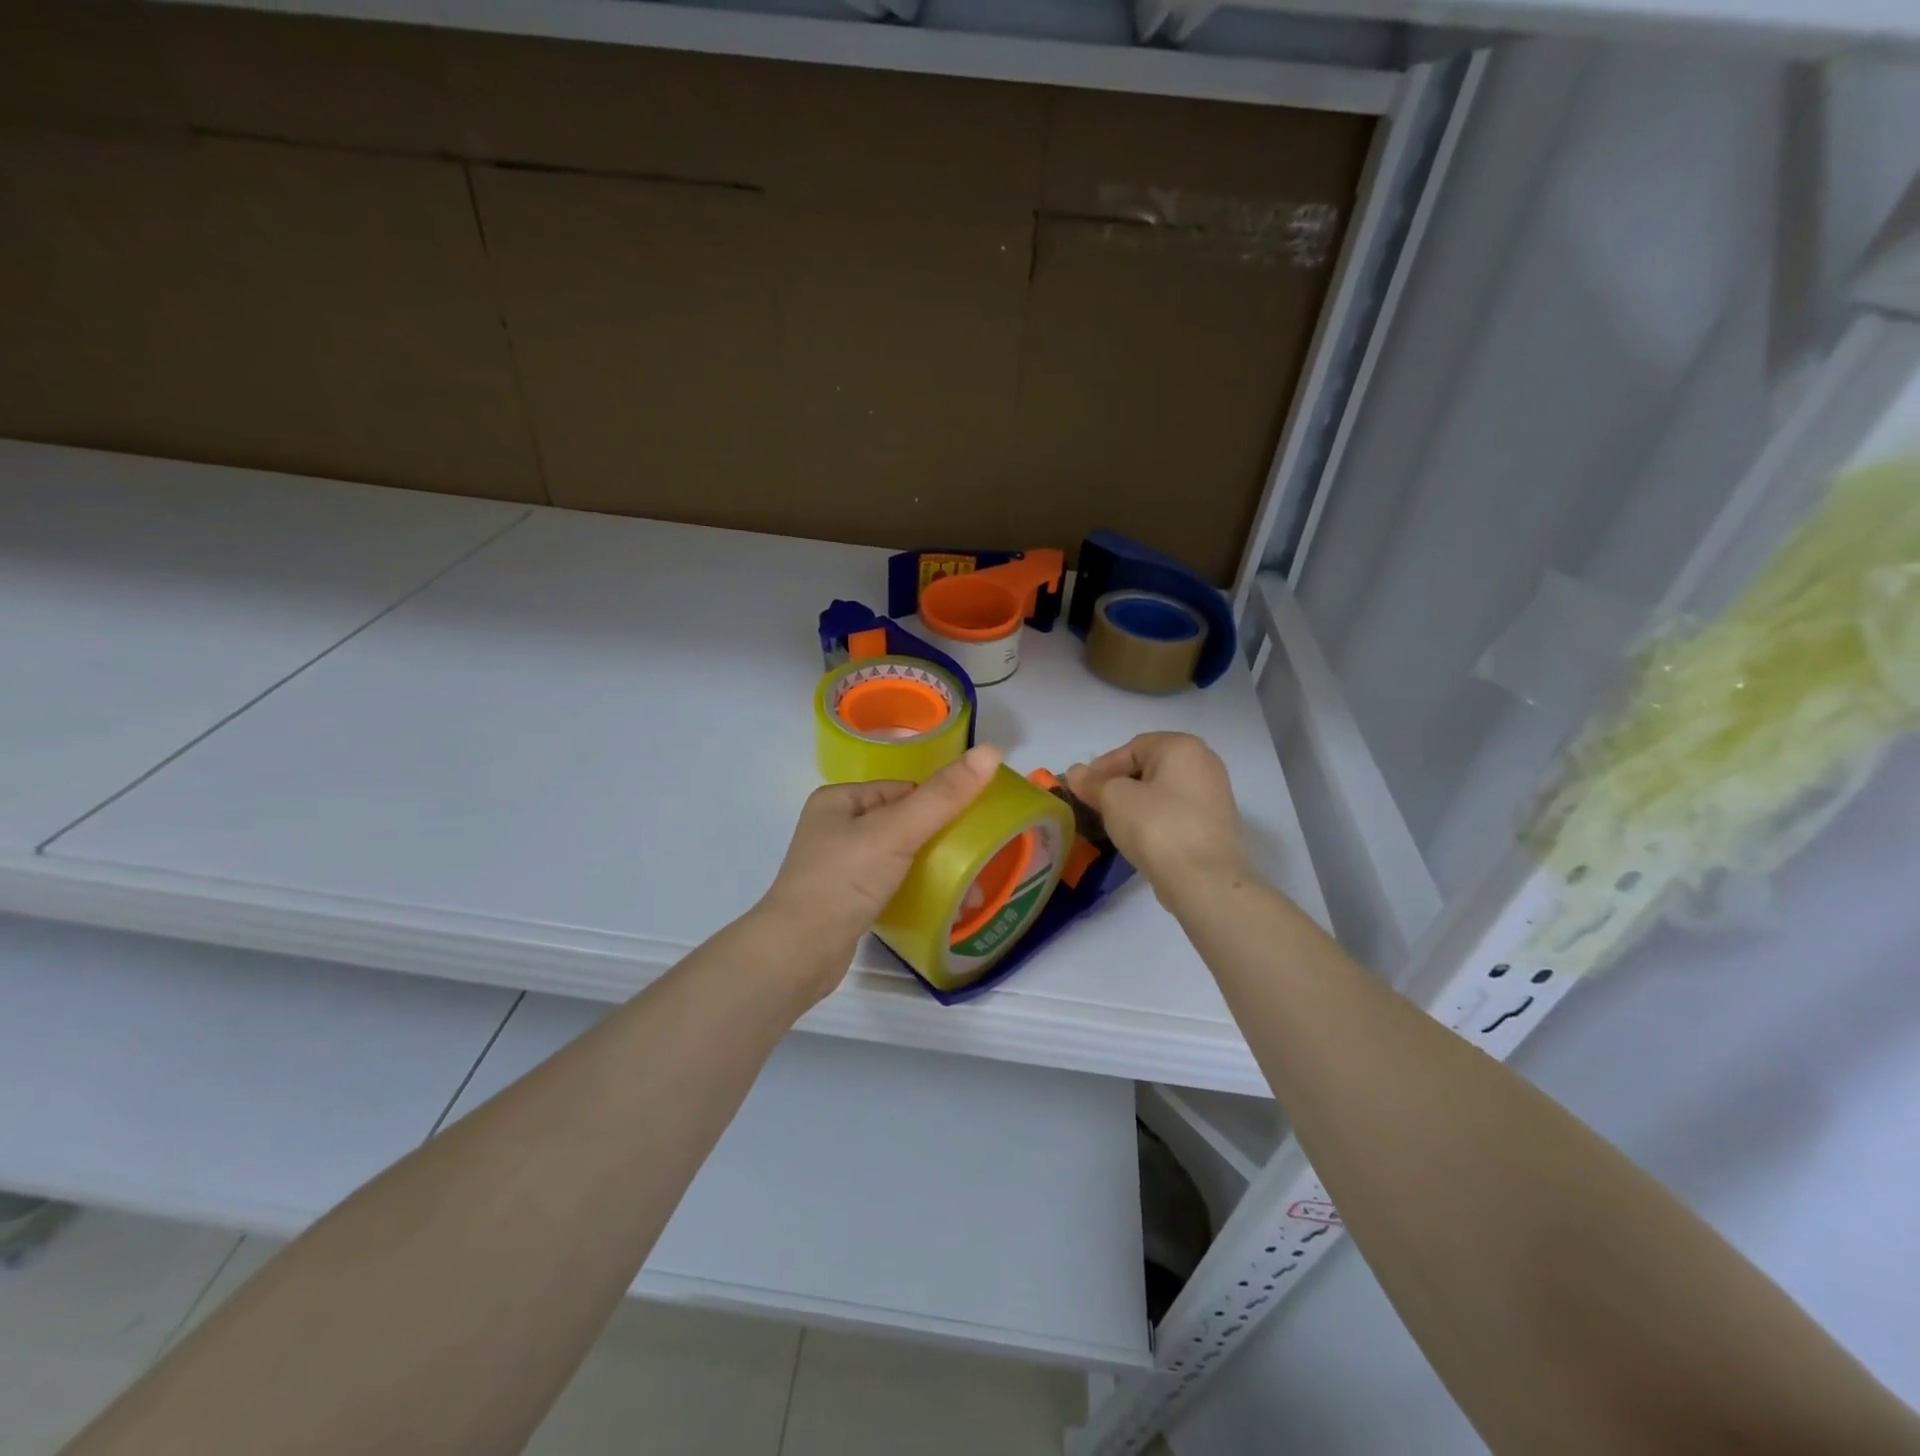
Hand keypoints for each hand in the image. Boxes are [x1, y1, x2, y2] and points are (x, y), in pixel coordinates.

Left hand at [757, 745, 1001, 990]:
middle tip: (979, 862)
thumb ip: (943, 796)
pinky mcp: (847, 901)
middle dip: (942, 842)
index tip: (976, 827)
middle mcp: (836, 827)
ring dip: (933, 870)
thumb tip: (991, 751)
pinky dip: (916, 891)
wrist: (798, 954)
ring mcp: (840, 866)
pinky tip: (941, 907)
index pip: (904, 790)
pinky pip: (891, 885)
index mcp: (839, 799)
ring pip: (900, 856)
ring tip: (969, 893)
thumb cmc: (844, 880)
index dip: (940, 805)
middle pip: (904, 823)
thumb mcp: (897, 831)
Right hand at [1066, 733, 1248, 902]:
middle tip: (1096, 805)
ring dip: (1136, 803)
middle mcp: (1204, 763)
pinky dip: (1155, 819)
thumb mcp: (1114, 799)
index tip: (1083, 790)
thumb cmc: (1156, 827)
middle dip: (1119, 785)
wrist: (1204, 881)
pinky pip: (1176, 813)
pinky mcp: (1215, 825)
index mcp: (1182, 747)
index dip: (1102, 767)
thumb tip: (1075, 773)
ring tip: (1114, 824)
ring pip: (1163, 792)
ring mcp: (1214, 795)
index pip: (1132, 748)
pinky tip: (1141, 838)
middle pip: (1149, 768)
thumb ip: (1092, 783)